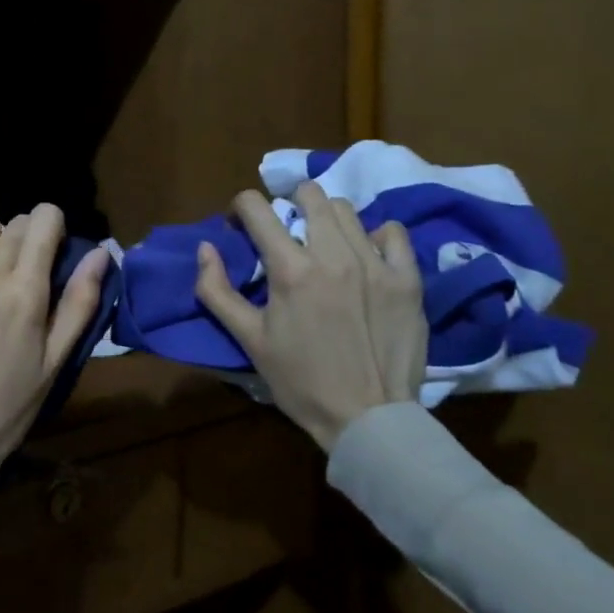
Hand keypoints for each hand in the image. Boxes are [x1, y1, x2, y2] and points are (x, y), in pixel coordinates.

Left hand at [0, 204, 111, 456]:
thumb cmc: (12, 403)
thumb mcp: (56, 360)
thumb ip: (79, 303)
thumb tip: (101, 252)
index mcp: (26, 293)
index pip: (42, 221)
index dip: (53, 224)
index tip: (53, 242)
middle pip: (13, 224)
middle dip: (28, 235)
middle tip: (27, 267)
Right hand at [194, 182, 426, 449]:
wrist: (367, 417)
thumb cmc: (299, 381)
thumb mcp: (248, 339)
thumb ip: (217, 291)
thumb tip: (205, 247)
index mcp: (290, 270)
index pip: (257, 208)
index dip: (240, 207)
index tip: (239, 224)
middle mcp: (334, 256)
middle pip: (309, 195)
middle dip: (288, 201)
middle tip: (283, 228)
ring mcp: (376, 264)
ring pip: (347, 210)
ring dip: (325, 217)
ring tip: (322, 242)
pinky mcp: (408, 279)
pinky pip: (392, 233)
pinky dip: (373, 235)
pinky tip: (364, 254)